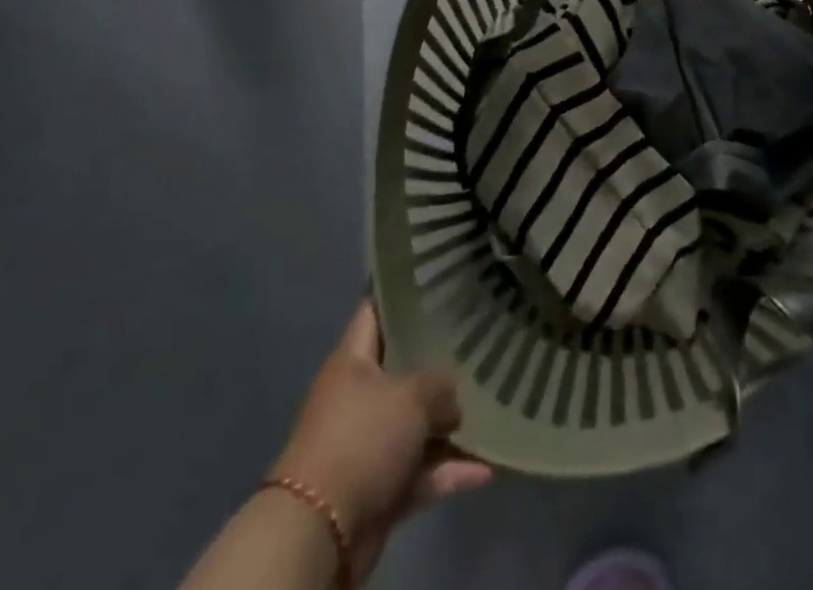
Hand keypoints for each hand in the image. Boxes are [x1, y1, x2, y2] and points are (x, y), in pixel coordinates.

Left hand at [270, 302, 492, 573]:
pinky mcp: (378, 489)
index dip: (404, 294)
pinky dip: (449, 471)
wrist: (319, 532)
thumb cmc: (361, 440)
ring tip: (493, 407)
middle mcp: (357, 398)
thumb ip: (442, 386)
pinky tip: (487, 466)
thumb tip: (452, 402)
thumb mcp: (412, 396)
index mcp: (352, 362)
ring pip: (416, 424)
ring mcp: (368, 445)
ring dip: (450, 424)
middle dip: (440, 361)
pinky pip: (421, 472)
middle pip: (404, 369)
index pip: (376, 312)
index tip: (441, 279)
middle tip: (482, 338)